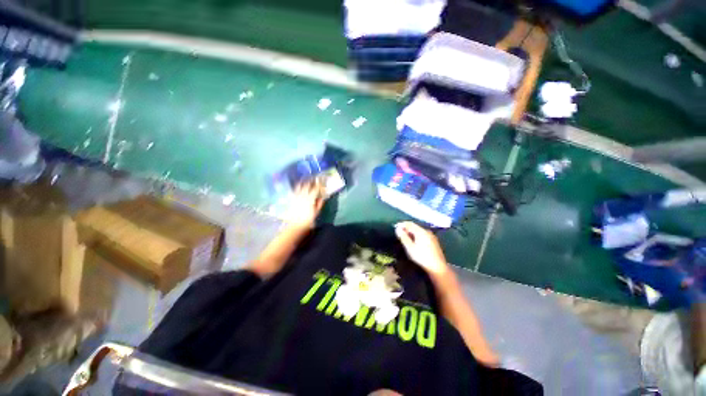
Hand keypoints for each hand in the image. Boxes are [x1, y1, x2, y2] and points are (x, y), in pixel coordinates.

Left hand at [284, 180, 325, 230]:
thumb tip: (323, 196)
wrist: (296, 224)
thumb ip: (320, 203)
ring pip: (300, 185)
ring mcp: (296, 196)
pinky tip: (300, 184)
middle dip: (312, 180)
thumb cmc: (308, 219)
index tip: (322, 180)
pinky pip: (295, 189)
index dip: (319, 184)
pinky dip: (298, 185)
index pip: (316, 188)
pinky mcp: (292, 198)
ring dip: (304, 181)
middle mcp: (303, 195)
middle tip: (315, 178)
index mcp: (310, 198)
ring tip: (307, 178)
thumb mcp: (316, 212)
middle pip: (307, 184)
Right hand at [395, 222, 450, 277]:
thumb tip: (397, 229)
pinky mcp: (433, 241)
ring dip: (411, 232)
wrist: (438, 267)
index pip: (409, 224)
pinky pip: (422, 235)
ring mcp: (431, 236)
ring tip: (405, 238)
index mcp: (421, 231)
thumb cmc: (422, 257)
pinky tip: (414, 242)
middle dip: (406, 229)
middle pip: (414, 227)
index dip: (402, 224)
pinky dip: (416, 236)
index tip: (395, 227)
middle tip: (399, 234)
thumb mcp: (410, 248)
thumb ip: (403, 237)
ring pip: (418, 231)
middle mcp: (427, 231)